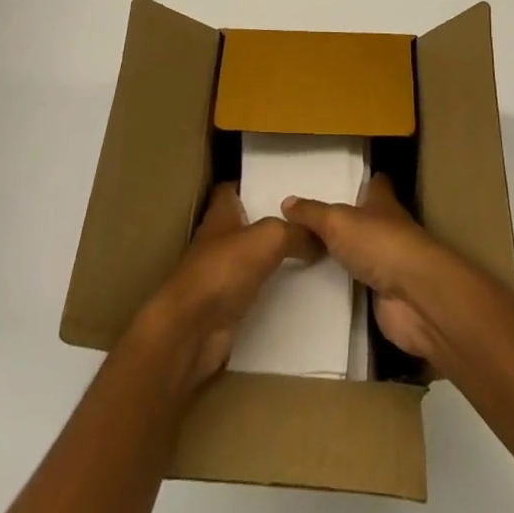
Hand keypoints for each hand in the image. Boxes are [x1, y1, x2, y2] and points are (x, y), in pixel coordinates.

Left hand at [134, 182, 320, 390]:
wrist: (191, 329)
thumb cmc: (224, 269)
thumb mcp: (268, 238)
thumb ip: (296, 232)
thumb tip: (321, 236)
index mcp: (221, 213)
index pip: (234, 188)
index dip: (253, 183)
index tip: (283, 184)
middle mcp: (219, 239)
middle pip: (247, 223)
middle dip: (272, 220)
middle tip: (307, 219)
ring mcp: (220, 274)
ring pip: (252, 257)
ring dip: (274, 257)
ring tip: (311, 251)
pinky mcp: (226, 306)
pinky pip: (254, 290)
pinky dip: (271, 290)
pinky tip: (297, 289)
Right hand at [281, 174, 450, 363]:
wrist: (415, 298)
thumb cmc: (380, 243)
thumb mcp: (337, 221)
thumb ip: (312, 213)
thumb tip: (286, 202)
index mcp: (383, 202)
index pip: (376, 184)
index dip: (363, 181)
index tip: (344, 180)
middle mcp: (388, 229)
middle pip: (368, 219)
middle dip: (348, 220)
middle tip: (313, 221)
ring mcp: (390, 264)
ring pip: (364, 253)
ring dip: (346, 255)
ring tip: (310, 253)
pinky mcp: (386, 297)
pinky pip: (361, 287)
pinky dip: (347, 287)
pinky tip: (323, 287)